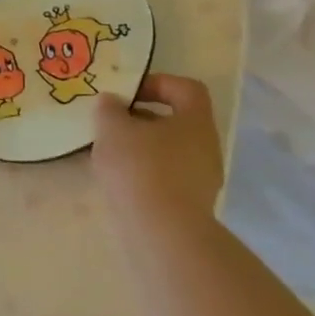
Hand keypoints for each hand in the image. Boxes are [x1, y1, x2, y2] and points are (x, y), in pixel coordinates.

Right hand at [93, 73, 224, 230]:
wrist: (163, 232)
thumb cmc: (140, 167)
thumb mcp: (112, 128)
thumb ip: (109, 108)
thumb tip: (112, 102)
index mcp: (195, 121)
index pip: (186, 88)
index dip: (157, 83)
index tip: (127, 93)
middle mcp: (206, 146)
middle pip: (175, 121)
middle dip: (141, 119)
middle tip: (112, 123)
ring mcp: (202, 179)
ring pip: (168, 150)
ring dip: (140, 147)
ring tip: (108, 153)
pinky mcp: (190, 205)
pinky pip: (165, 176)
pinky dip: (143, 173)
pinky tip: (118, 180)